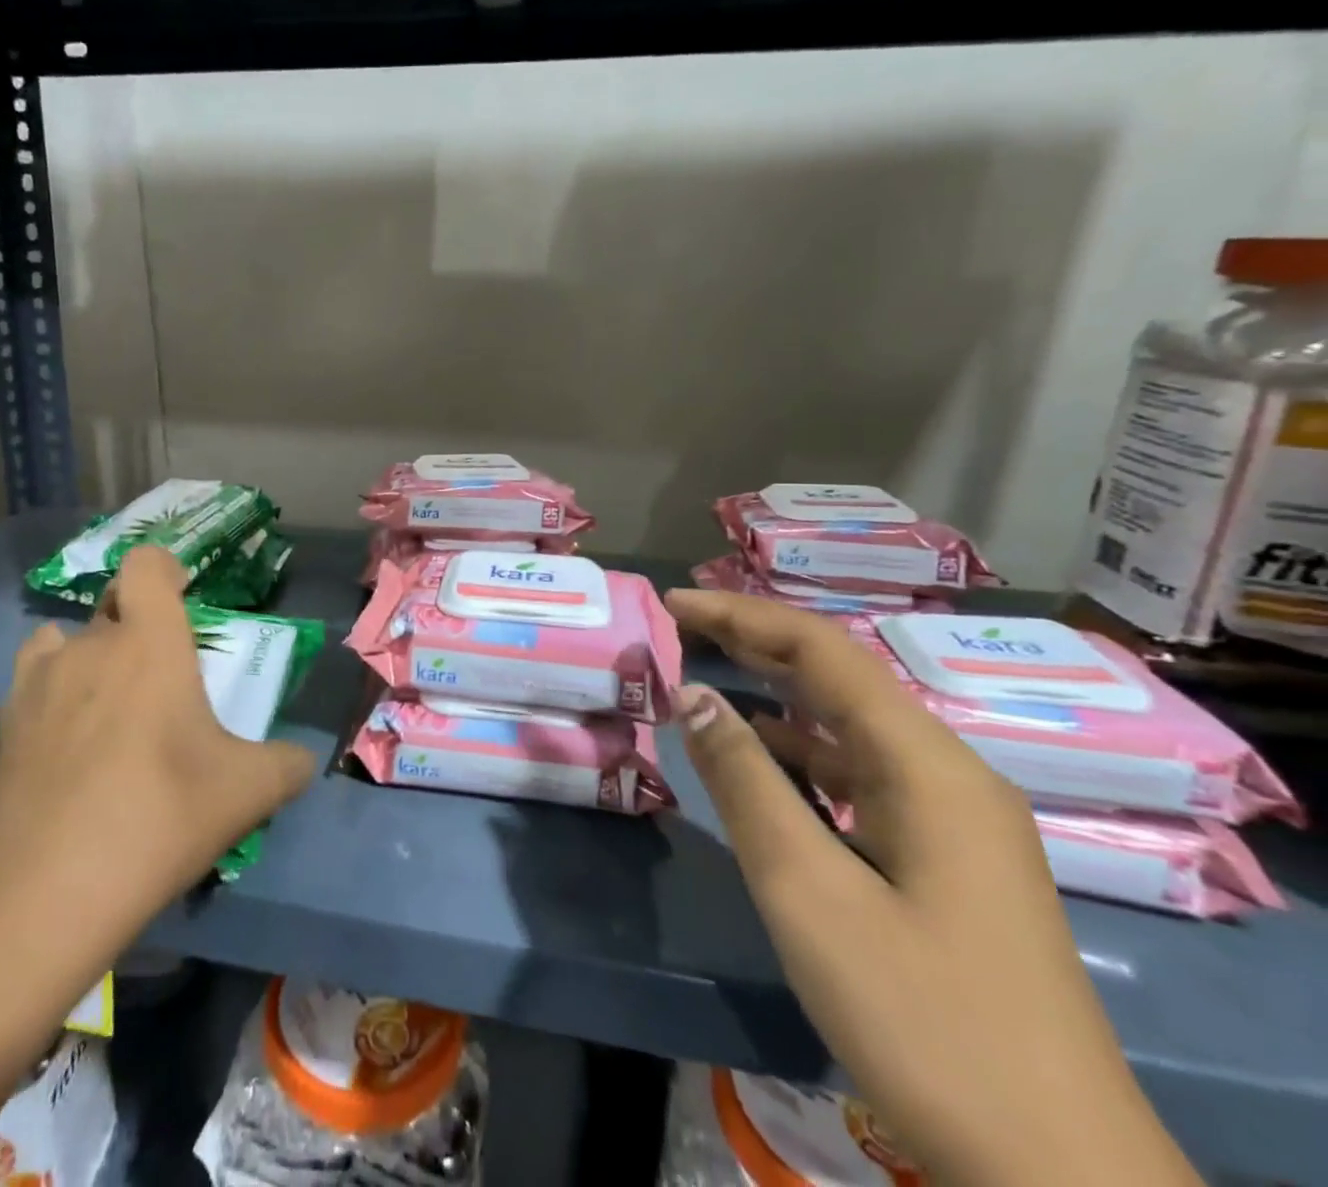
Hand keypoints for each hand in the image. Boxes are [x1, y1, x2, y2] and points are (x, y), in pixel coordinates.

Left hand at [0, 543, 316, 913]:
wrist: (40, 896)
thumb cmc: (158, 817)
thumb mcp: (247, 793)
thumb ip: (287, 765)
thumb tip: (303, 761)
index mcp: (149, 642)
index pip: (146, 563)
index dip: (165, 569)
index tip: (183, 597)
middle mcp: (90, 646)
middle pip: (111, 604)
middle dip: (137, 625)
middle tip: (161, 676)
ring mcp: (37, 683)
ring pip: (65, 640)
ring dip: (90, 654)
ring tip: (109, 704)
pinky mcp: (1, 726)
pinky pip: (32, 681)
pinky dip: (52, 691)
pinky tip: (66, 741)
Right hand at [666, 590, 1199, 1186]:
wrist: (1060, 1176)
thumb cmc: (923, 1018)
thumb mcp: (808, 890)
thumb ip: (745, 780)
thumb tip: (694, 694)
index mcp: (926, 764)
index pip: (823, 650)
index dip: (742, 616)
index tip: (674, 604)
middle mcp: (947, 772)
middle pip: (841, 677)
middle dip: (757, 642)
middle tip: (682, 625)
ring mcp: (953, 817)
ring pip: (850, 725)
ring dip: (777, 694)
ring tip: (707, 673)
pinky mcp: (947, 855)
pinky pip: (862, 773)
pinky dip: (802, 750)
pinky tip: (762, 756)